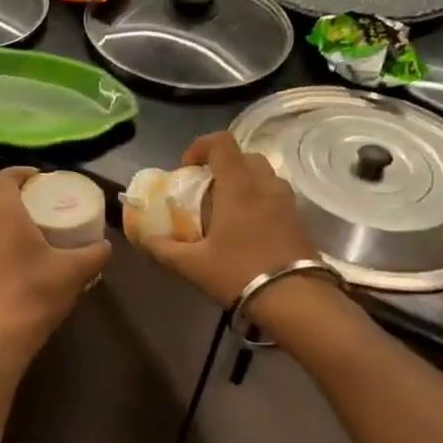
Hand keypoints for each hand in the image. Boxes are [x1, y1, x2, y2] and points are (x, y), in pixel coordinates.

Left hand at [0, 168, 110, 363]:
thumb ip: (95, 253)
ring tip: (36, 218)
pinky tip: (28, 246)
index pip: (3, 176)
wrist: (0, 335)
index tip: (44, 177)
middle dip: (11, 187)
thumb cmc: (35, 292)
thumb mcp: (75, 271)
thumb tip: (105, 245)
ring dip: (5, 209)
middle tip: (39, 195)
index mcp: (3, 212)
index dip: (22, 171)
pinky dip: (3, 229)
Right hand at [141, 133, 319, 305]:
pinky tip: (245, 229)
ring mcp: (286, 201)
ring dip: (241, 182)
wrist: (296, 300)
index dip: (199, 147)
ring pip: (262, 175)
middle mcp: (265, 184)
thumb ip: (163, 248)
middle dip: (221, 166)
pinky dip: (257, 200)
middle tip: (204, 190)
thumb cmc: (239, 272)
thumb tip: (143, 238)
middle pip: (243, 156)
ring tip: (224, 210)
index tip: (185, 170)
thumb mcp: (192, 264)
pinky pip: (274, 195)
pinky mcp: (299, 219)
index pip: (221, 142)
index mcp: (238, 185)